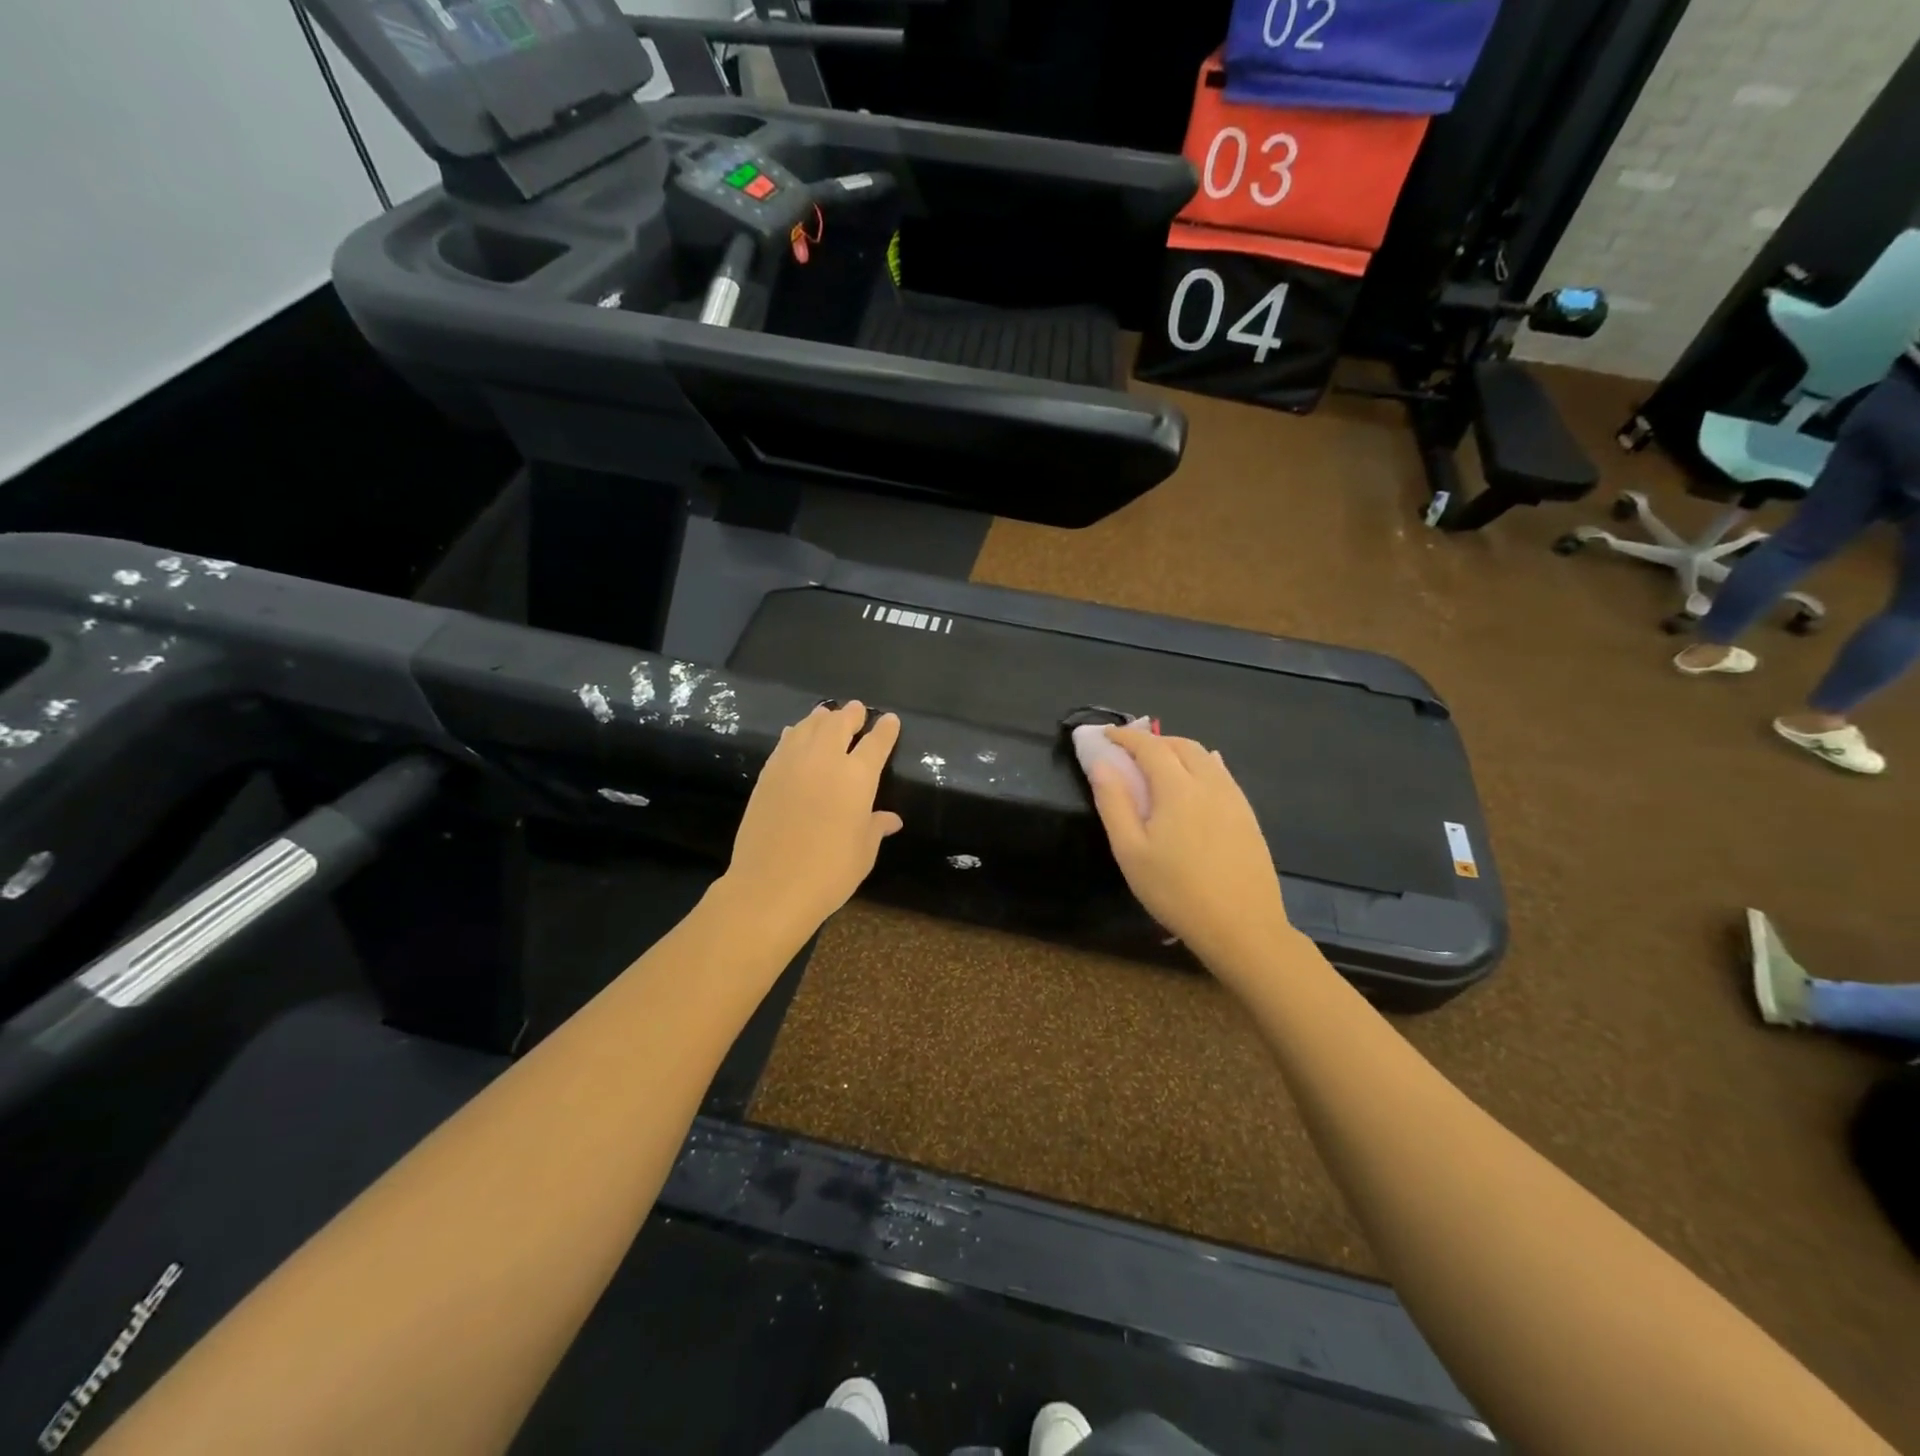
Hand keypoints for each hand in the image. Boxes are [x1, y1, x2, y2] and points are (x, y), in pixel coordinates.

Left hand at [722, 701, 903, 934]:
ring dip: (822, 718)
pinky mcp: (767, 775)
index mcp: (857, 778)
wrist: (770, 886)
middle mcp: (825, 761)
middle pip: (838, 724)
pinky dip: (796, 733)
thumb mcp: (863, 852)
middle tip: (856, 709)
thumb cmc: (828, 873)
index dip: (885, 729)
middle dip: (850, 714)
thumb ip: (875, 827)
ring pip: (809, 727)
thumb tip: (890, 819)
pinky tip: (796, 734)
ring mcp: (792, 764)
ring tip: (827, 715)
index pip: (876, 743)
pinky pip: (785, 743)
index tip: (890, 719)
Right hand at [1087, 727, 1295, 974]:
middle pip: (1180, 745)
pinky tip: (1197, 780)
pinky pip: (1222, 775)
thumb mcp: (1130, 852)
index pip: (1149, 746)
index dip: (1125, 736)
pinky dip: (1202, 765)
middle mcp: (1209, 783)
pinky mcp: (1248, 816)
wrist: (1242, 927)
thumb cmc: (1176, 891)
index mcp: (1177, 788)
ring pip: (1205, 757)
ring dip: (1178, 751)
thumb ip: (1113, 803)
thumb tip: (1102, 764)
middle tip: (1129, 753)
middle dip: (1152, 741)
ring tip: (1159, 765)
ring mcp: (1233, 799)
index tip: (1105, 735)